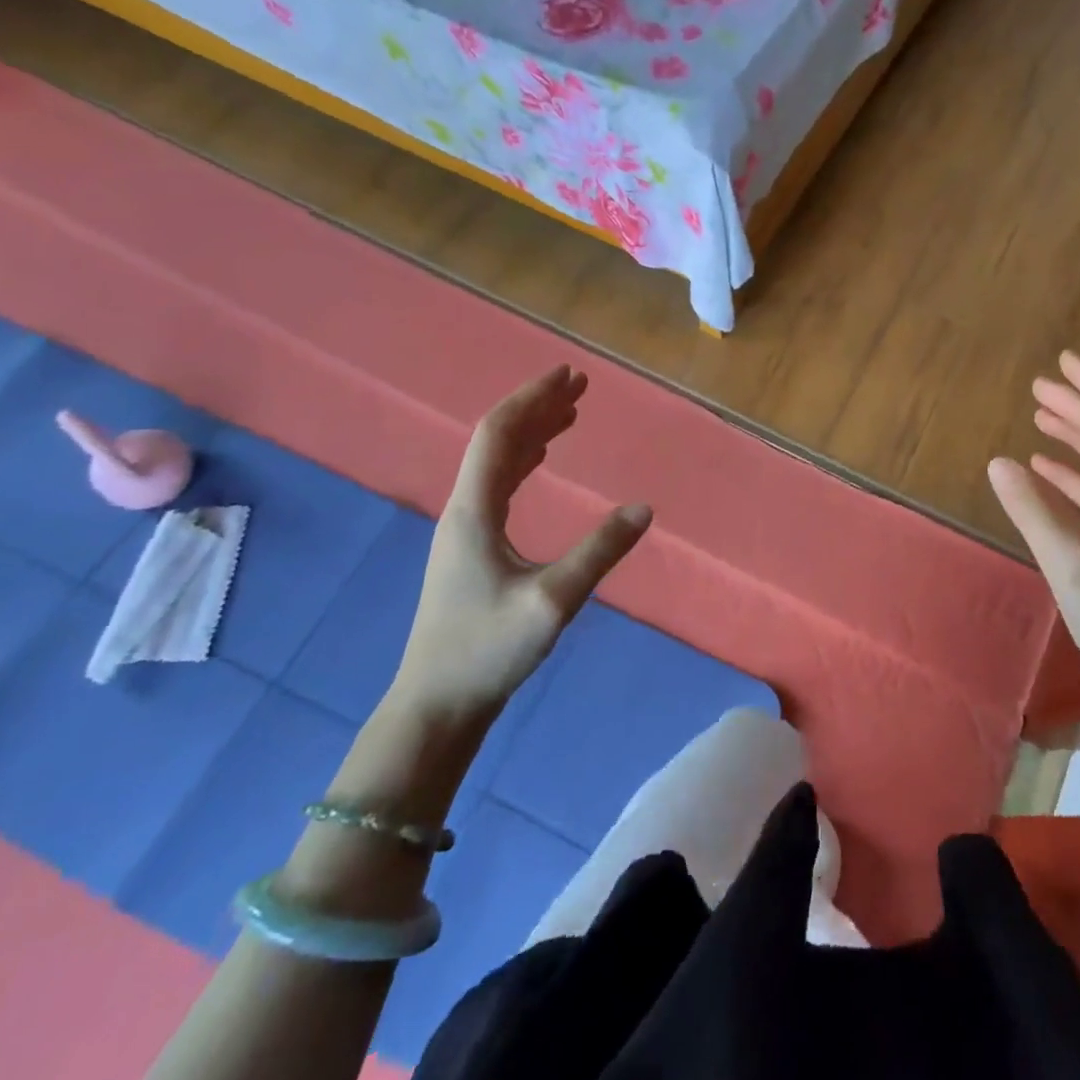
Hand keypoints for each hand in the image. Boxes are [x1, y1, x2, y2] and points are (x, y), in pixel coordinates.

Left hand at [391, 366, 652, 724]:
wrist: (436, 705)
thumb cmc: (487, 651)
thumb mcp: (552, 601)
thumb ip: (599, 552)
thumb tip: (644, 509)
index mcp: (474, 510)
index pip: (500, 434)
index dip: (534, 399)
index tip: (569, 374)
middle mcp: (464, 509)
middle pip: (498, 440)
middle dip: (538, 407)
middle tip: (579, 386)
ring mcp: (464, 529)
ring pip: (497, 462)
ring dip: (533, 432)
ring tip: (570, 414)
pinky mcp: (471, 548)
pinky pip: (499, 485)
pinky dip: (525, 461)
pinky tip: (541, 461)